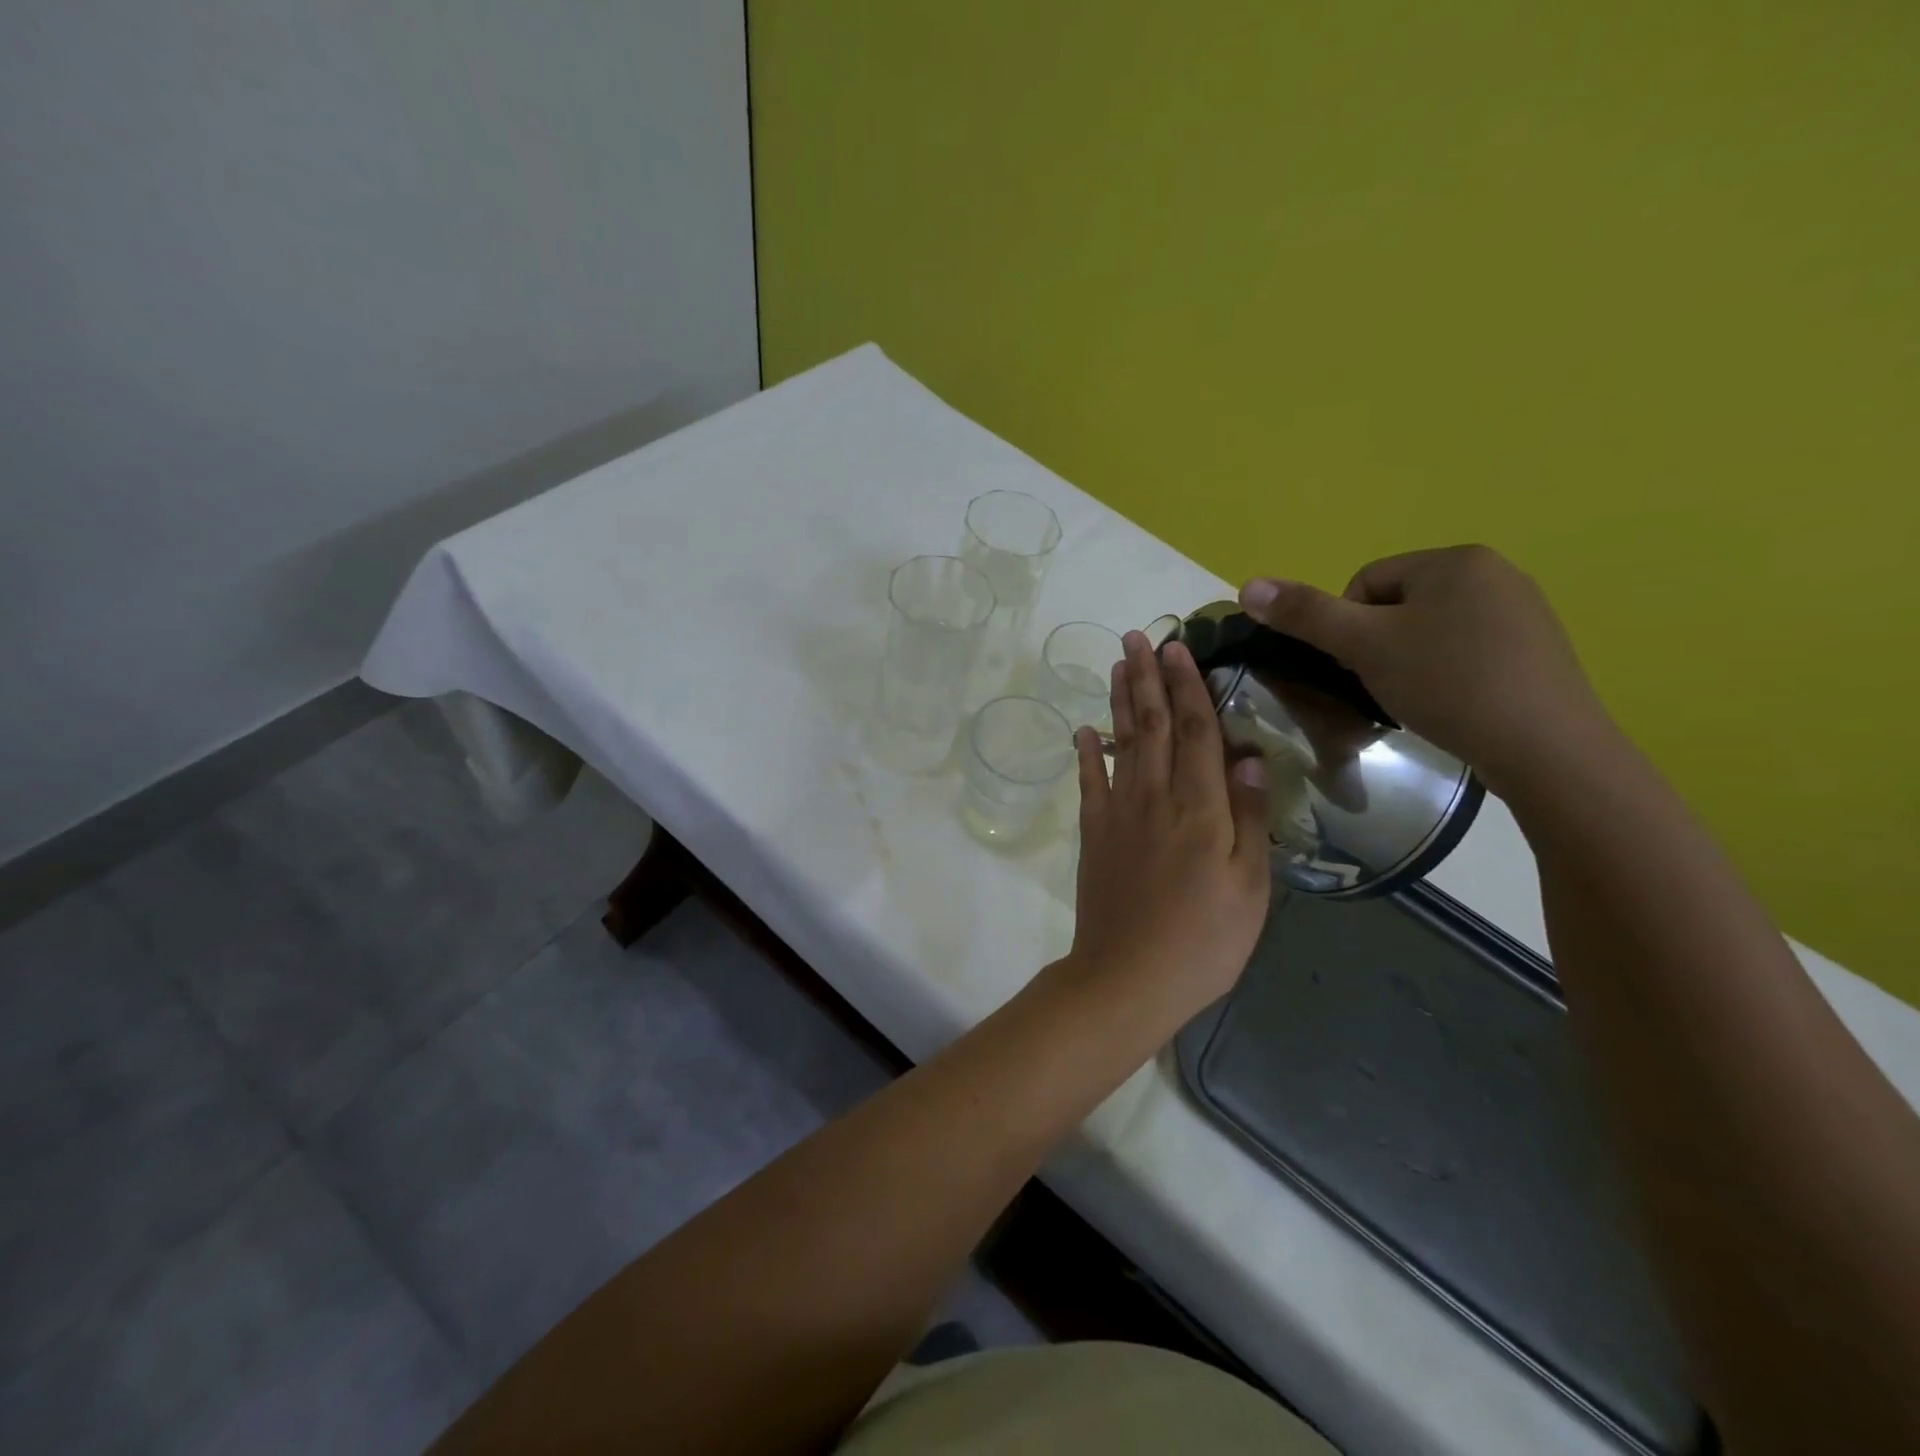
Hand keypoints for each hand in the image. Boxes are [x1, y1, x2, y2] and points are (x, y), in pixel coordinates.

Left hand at [1065, 631, 1272, 1015]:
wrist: (1127, 977)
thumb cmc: (1204, 940)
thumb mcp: (1250, 888)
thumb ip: (1250, 819)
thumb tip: (1250, 758)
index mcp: (1201, 808)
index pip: (1195, 732)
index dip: (1187, 687)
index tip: (1178, 648)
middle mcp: (1155, 798)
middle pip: (1150, 725)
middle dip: (1146, 678)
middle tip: (1139, 637)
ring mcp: (1118, 814)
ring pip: (1119, 744)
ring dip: (1119, 701)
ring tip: (1117, 664)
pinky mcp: (1093, 834)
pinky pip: (1088, 783)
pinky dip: (1085, 752)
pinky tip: (1083, 729)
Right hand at [1239, 545, 1609, 796]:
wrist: (1546, 748)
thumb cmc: (1448, 683)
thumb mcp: (1365, 646)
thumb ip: (1305, 614)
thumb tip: (1247, 584)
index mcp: (1454, 560)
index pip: (1365, 582)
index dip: (1347, 627)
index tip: (1359, 666)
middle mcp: (1494, 573)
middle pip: (1397, 606)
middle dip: (1379, 645)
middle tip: (1385, 685)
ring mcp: (1522, 612)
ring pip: (1430, 631)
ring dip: (1409, 662)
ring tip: (1417, 699)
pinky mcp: (1537, 651)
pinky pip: (1466, 651)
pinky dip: (1446, 675)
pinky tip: (1452, 705)